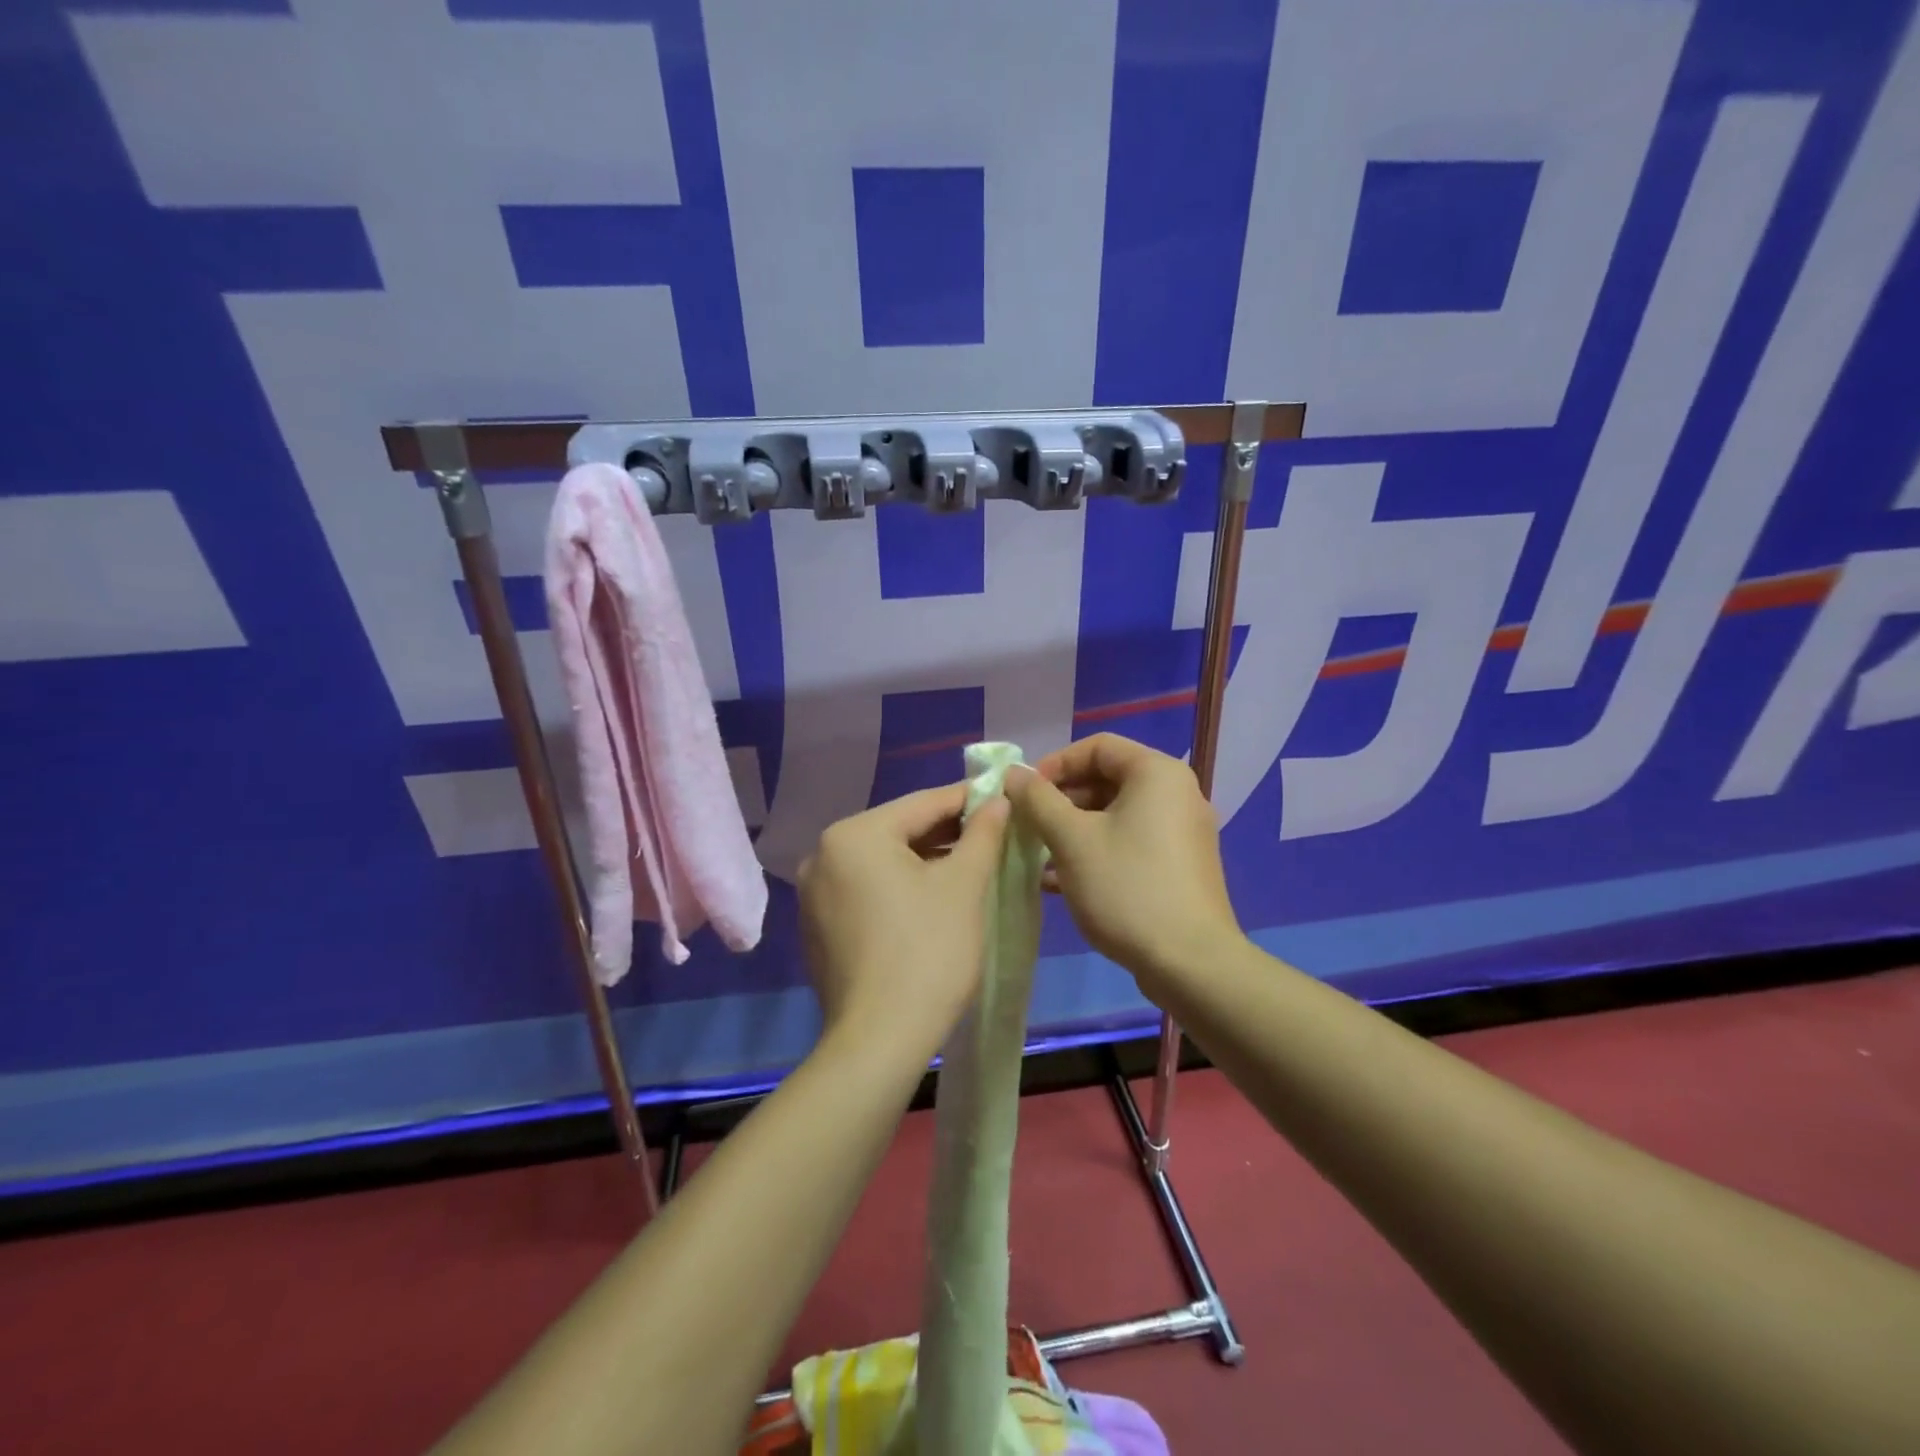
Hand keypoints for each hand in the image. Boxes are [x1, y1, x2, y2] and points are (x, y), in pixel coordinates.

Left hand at [797, 784, 1010, 1052]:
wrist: (880, 1040)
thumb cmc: (929, 951)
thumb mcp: (964, 885)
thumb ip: (982, 833)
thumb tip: (997, 800)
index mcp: (854, 835)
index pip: (923, 804)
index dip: (968, 799)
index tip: (1002, 795)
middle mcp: (823, 855)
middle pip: (899, 831)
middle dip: (946, 832)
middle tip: (992, 832)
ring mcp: (814, 893)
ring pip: (882, 862)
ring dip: (925, 860)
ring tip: (969, 863)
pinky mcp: (818, 926)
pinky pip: (866, 890)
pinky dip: (899, 887)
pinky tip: (931, 900)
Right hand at [1006, 733, 1241, 993]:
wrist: (1190, 963)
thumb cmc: (1127, 887)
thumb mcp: (1071, 839)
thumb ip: (1038, 800)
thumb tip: (1013, 774)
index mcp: (1157, 773)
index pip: (1098, 746)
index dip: (1055, 763)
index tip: (1025, 792)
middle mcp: (1176, 793)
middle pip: (1108, 779)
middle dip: (1061, 800)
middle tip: (1028, 825)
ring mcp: (1182, 832)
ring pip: (1116, 815)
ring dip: (1073, 828)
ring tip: (1038, 855)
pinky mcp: (1180, 866)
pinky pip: (1131, 842)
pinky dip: (1097, 850)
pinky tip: (1061, 880)